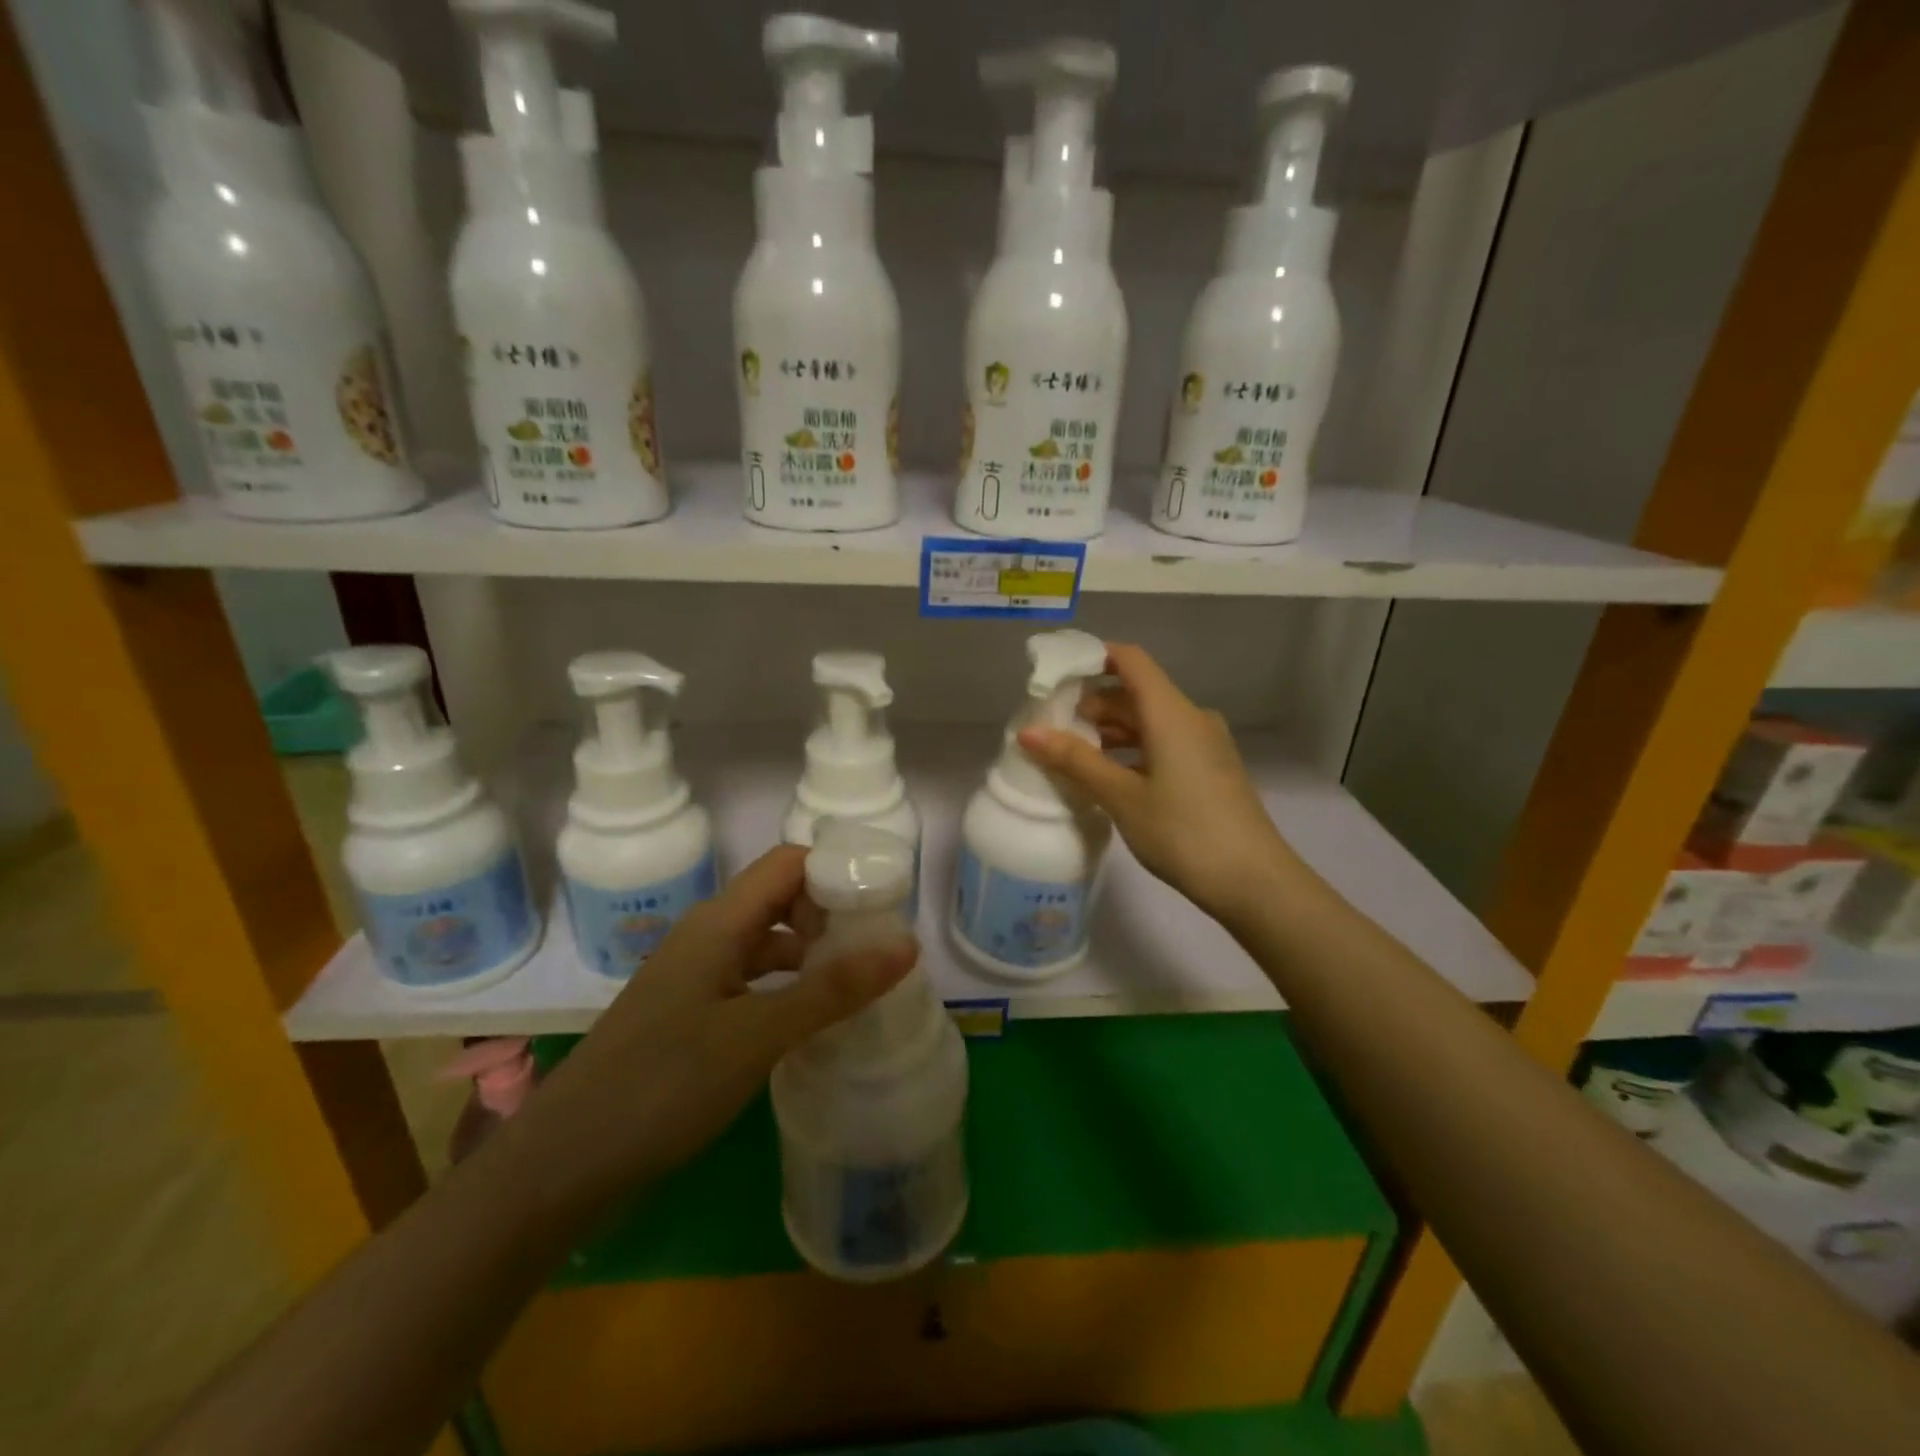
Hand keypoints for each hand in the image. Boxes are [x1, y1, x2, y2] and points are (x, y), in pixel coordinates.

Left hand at [515, 846, 916, 1204]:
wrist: (563, 1164)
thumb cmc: (663, 1084)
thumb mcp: (758, 1035)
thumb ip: (833, 988)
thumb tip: (907, 943)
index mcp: (720, 922)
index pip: (789, 863)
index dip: (836, 872)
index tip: (882, 907)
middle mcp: (707, 936)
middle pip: (781, 898)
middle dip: (831, 915)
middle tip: (877, 952)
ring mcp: (694, 975)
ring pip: (766, 941)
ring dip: (810, 954)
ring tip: (856, 986)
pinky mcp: (689, 1013)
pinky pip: (749, 979)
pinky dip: (785, 987)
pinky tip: (808, 1020)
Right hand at [1018, 642, 1296, 925]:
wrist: (1254, 882)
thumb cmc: (1183, 832)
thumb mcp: (1122, 797)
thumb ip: (1075, 760)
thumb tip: (1028, 732)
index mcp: (1172, 713)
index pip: (1130, 660)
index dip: (1092, 658)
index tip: (1055, 675)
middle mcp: (1191, 718)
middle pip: (1136, 692)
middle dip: (1093, 704)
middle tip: (1052, 727)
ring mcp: (1204, 745)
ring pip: (1149, 722)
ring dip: (1111, 732)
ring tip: (1072, 754)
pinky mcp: (1209, 770)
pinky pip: (1163, 744)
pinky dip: (1132, 751)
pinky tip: (1108, 777)